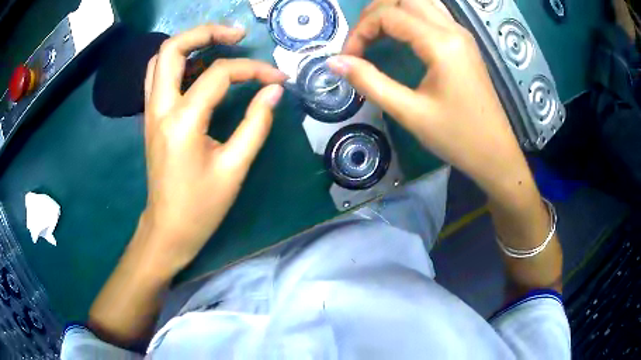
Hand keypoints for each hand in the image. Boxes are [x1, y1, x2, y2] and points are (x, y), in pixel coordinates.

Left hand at [142, 24, 285, 271]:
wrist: (168, 229)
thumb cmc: (201, 206)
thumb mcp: (234, 168)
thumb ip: (256, 123)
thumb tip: (274, 91)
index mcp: (182, 121)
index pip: (219, 74)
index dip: (253, 70)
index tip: (277, 79)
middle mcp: (160, 108)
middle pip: (172, 48)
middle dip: (206, 32)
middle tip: (237, 35)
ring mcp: (151, 112)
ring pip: (161, 59)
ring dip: (189, 44)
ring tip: (219, 44)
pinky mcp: (152, 118)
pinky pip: (159, 76)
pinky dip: (179, 62)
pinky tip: (200, 68)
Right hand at [327, 0, 530, 195]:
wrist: (495, 153)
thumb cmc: (457, 138)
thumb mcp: (410, 113)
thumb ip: (370, 82)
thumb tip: (334, 62)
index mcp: (441, 44)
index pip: (388, 15)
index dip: (360, 31)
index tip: (349, 58)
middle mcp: (452, 29)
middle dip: (373, 13)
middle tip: (360, 42)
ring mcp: (460, 33)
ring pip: (418, 1)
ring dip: (391, 10)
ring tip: (375, 33)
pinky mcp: (463, 41)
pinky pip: (431, 12)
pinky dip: (408, 15)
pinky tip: (400, 34)